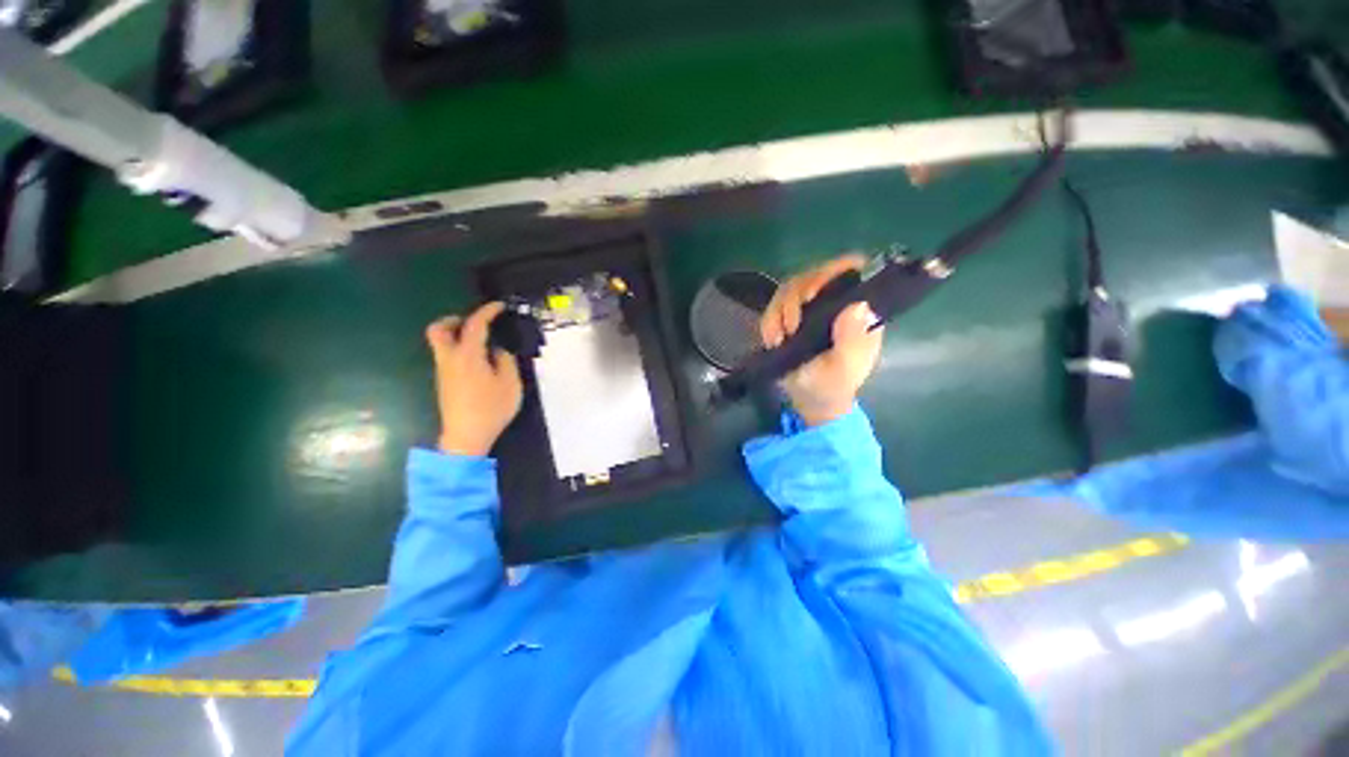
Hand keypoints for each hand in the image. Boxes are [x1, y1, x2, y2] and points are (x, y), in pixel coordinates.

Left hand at [426, 302, 522, 456]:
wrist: (466, 436)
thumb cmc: (491, 408)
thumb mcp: (510, 383)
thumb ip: (505, 361)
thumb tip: (496, 351)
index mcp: (468, 355)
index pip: (475, 325)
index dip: (487, 311)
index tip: (499, 306)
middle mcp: (449, 359)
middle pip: (438, 330)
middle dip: (453, 320)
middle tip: (473, 323)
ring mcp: (443, 371)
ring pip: (440, 344)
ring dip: (456, 335)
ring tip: (481, 342)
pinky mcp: (444, 383)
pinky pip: (447, 357)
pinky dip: (458, 349)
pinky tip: (478, 361)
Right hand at [760, 255, 884, 426]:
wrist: (810, 401)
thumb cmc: (833, 385)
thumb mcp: (846, 367)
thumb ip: (853, 339)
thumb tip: (857, 305)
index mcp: (858, 310)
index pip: (852, 271)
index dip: (832, 271)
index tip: (811, 295)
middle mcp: (834, 302)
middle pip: (813, 275)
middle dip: (795, 298)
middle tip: (791, 326)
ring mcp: (811, 308)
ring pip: (789, 288)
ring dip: (778, 312)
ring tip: (779, 339)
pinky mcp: (790, 316)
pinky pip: (773, 306)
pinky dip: (769, 321)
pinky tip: (772, 341)